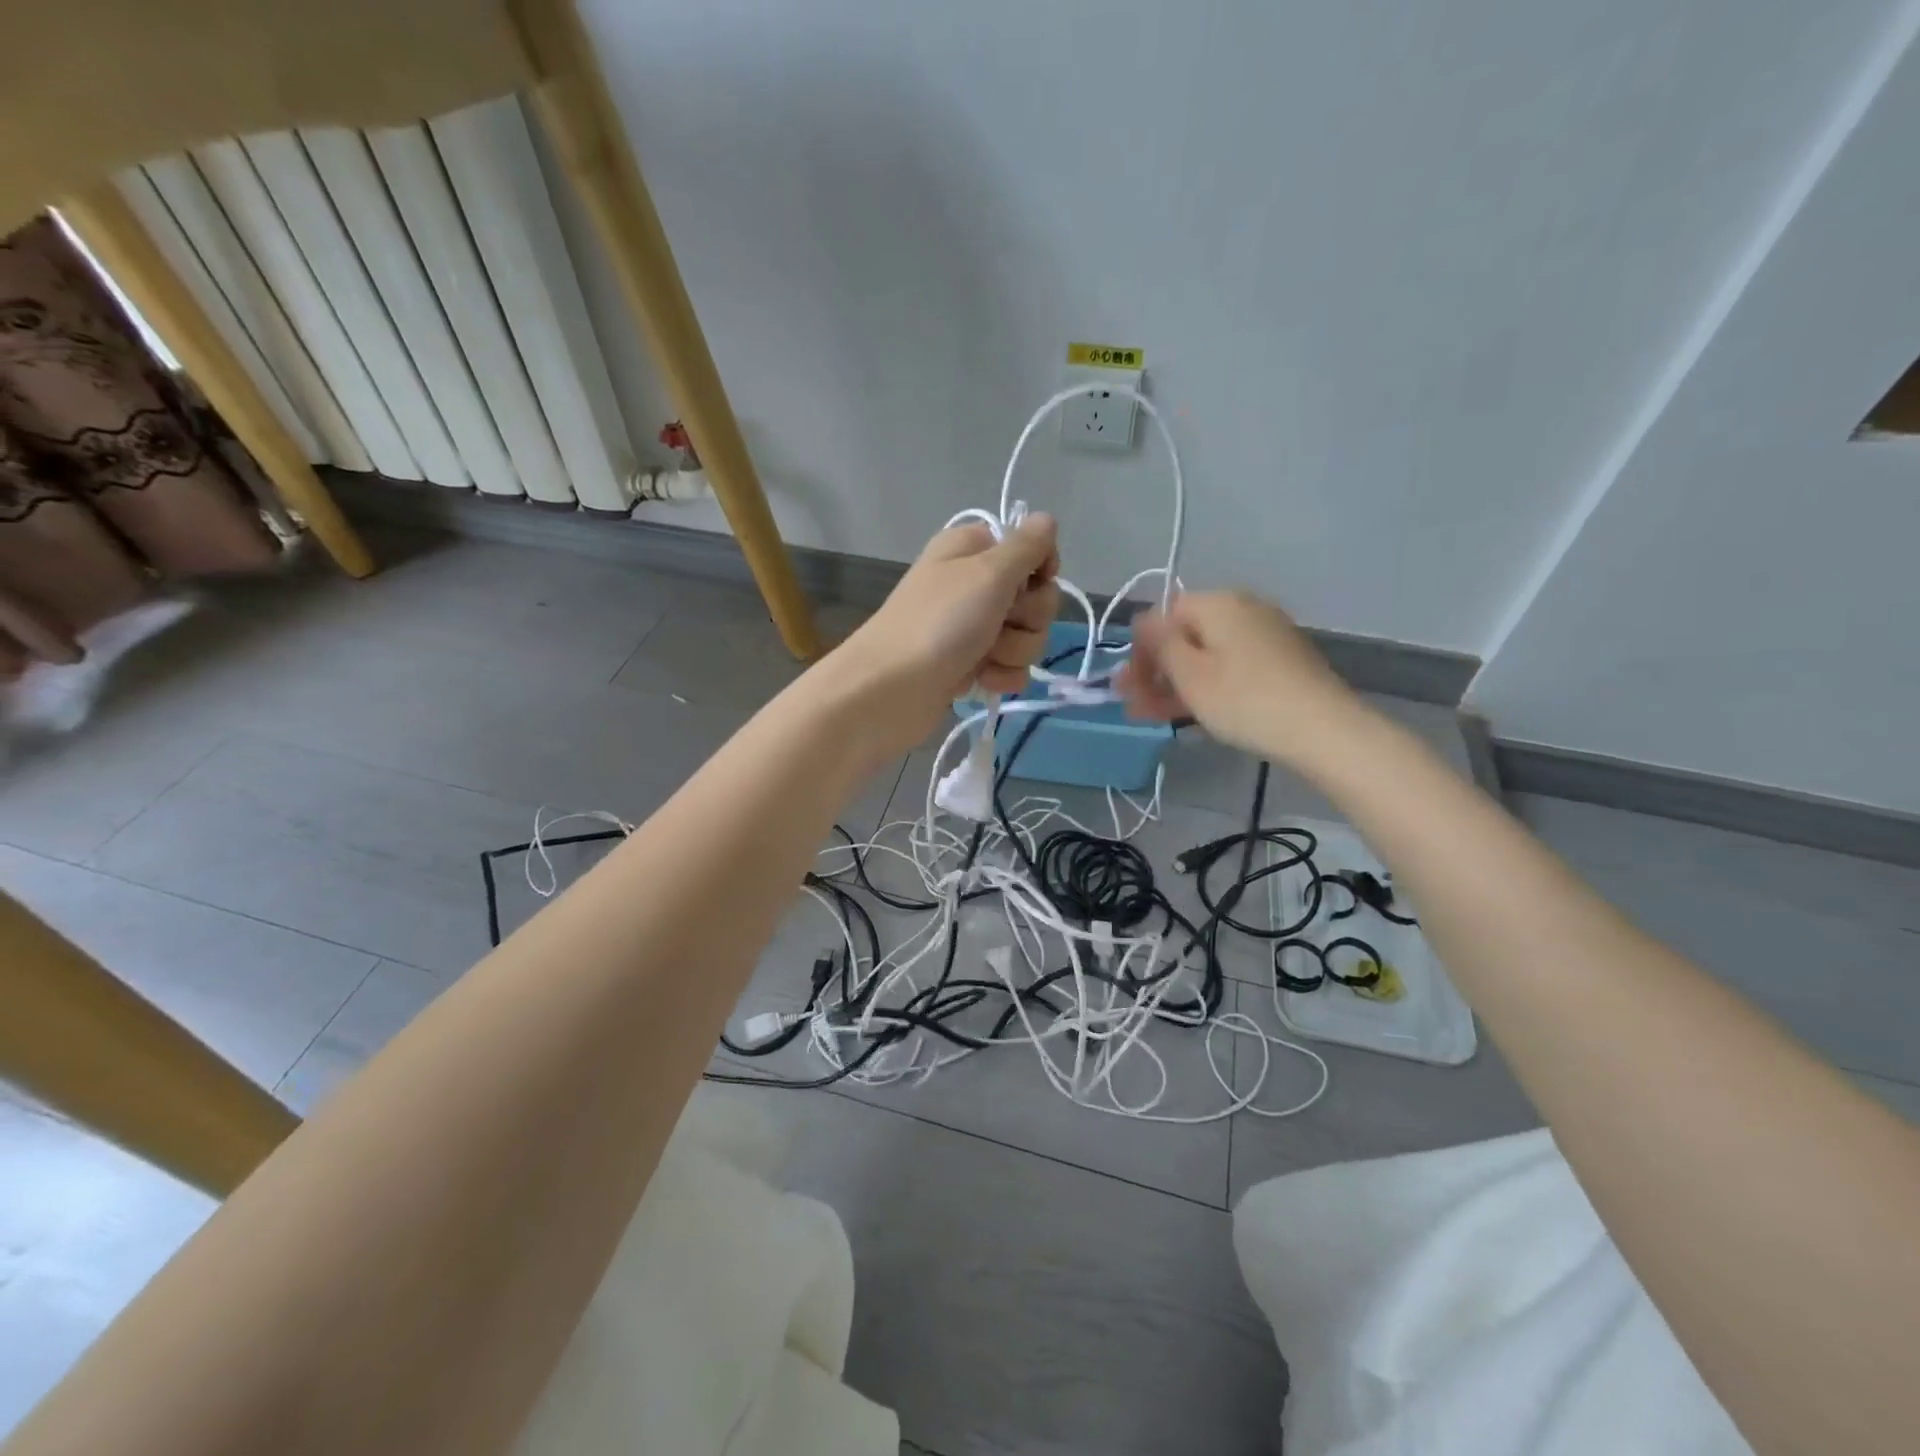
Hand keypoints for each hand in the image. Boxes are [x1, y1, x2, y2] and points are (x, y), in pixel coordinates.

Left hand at [829, 514, 1059, 749]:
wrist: (891, 689)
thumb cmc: (940, 622)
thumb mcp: (988, 572)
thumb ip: (1025, 546)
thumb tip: (1046, 519)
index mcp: (971, 550)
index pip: (1030, 548)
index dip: (1041, 569)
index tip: (1035, 582)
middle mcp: (972, 585)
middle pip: (1035, 597)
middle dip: (1028, 617)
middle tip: (1000, 624)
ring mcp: (971, 628)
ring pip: (1026, 636)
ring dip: (1014, 651)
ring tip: (984, 659)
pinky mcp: (970, 666)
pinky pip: (1010, 667)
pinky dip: (1002, 676)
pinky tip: (982, 681)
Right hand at [1116, 590, 1361, 766]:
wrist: (1323, 730)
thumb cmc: (1244, 699)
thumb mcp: (1190, 674)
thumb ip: (1160, 644)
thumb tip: (1143, 620)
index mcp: (1218, 603)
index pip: (1163, 614)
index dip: (1141, 649)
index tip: (1129, 685)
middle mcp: (1243, 610)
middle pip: (1185, 636)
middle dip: (1155, 670)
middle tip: (1134, 705)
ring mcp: (1266, 636)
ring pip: (1206, 656)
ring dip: (1176, 683)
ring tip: (1153, 716)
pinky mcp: (1280, 662)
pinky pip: (1230, 667)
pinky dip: (1207, 686)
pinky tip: (1190, 712)